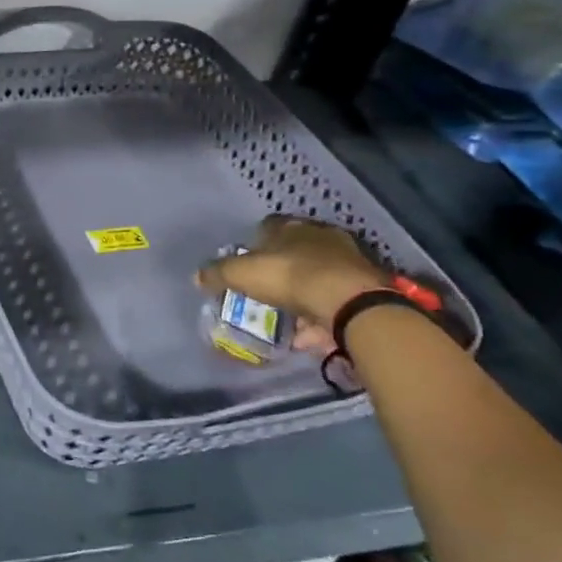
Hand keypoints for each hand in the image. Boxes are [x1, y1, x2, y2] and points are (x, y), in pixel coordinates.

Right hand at [205, 215, 386, 327]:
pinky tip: (310, 335)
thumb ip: (217, 273)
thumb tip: (196, 276)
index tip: (246, 262)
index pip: (269, 226)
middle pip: (295, 250)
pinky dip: (322, 314)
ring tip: (288, 318)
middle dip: (282, 268)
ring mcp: (347, 260)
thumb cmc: (290, 277)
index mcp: (290, 226)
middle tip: (266, 289)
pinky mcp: (365, 286)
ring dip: (304, 294)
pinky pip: (335, 299)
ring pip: (318, 275)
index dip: (255, 243)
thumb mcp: (241, 274)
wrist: (351, 302)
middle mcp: (321, 236)